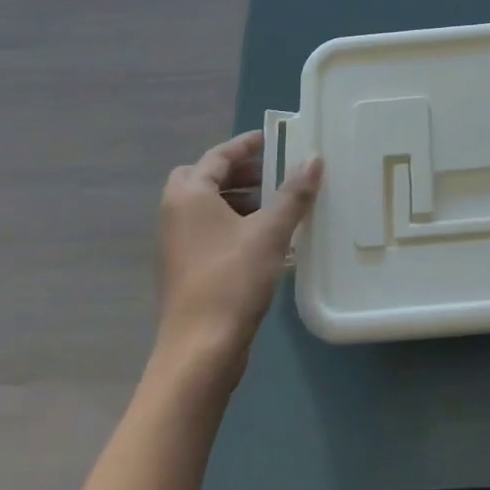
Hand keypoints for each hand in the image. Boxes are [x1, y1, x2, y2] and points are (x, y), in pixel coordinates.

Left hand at [153, 131, 322, 376]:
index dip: (247, 145)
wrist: (200, 350)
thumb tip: (314, 158)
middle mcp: (175, 213)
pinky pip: (210, 231)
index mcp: (189, 195)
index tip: (275, 139)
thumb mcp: (270, 231)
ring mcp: (177, 243)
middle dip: (241, 173)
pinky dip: (235, 224)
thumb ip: (293, 192)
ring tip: (278, 206)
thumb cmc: (232, 280)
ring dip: (240, 200)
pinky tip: (267, 239)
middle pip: (206, 178)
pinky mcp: (186, 268)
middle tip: (275, 174)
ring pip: (208, 207)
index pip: (218, 156)